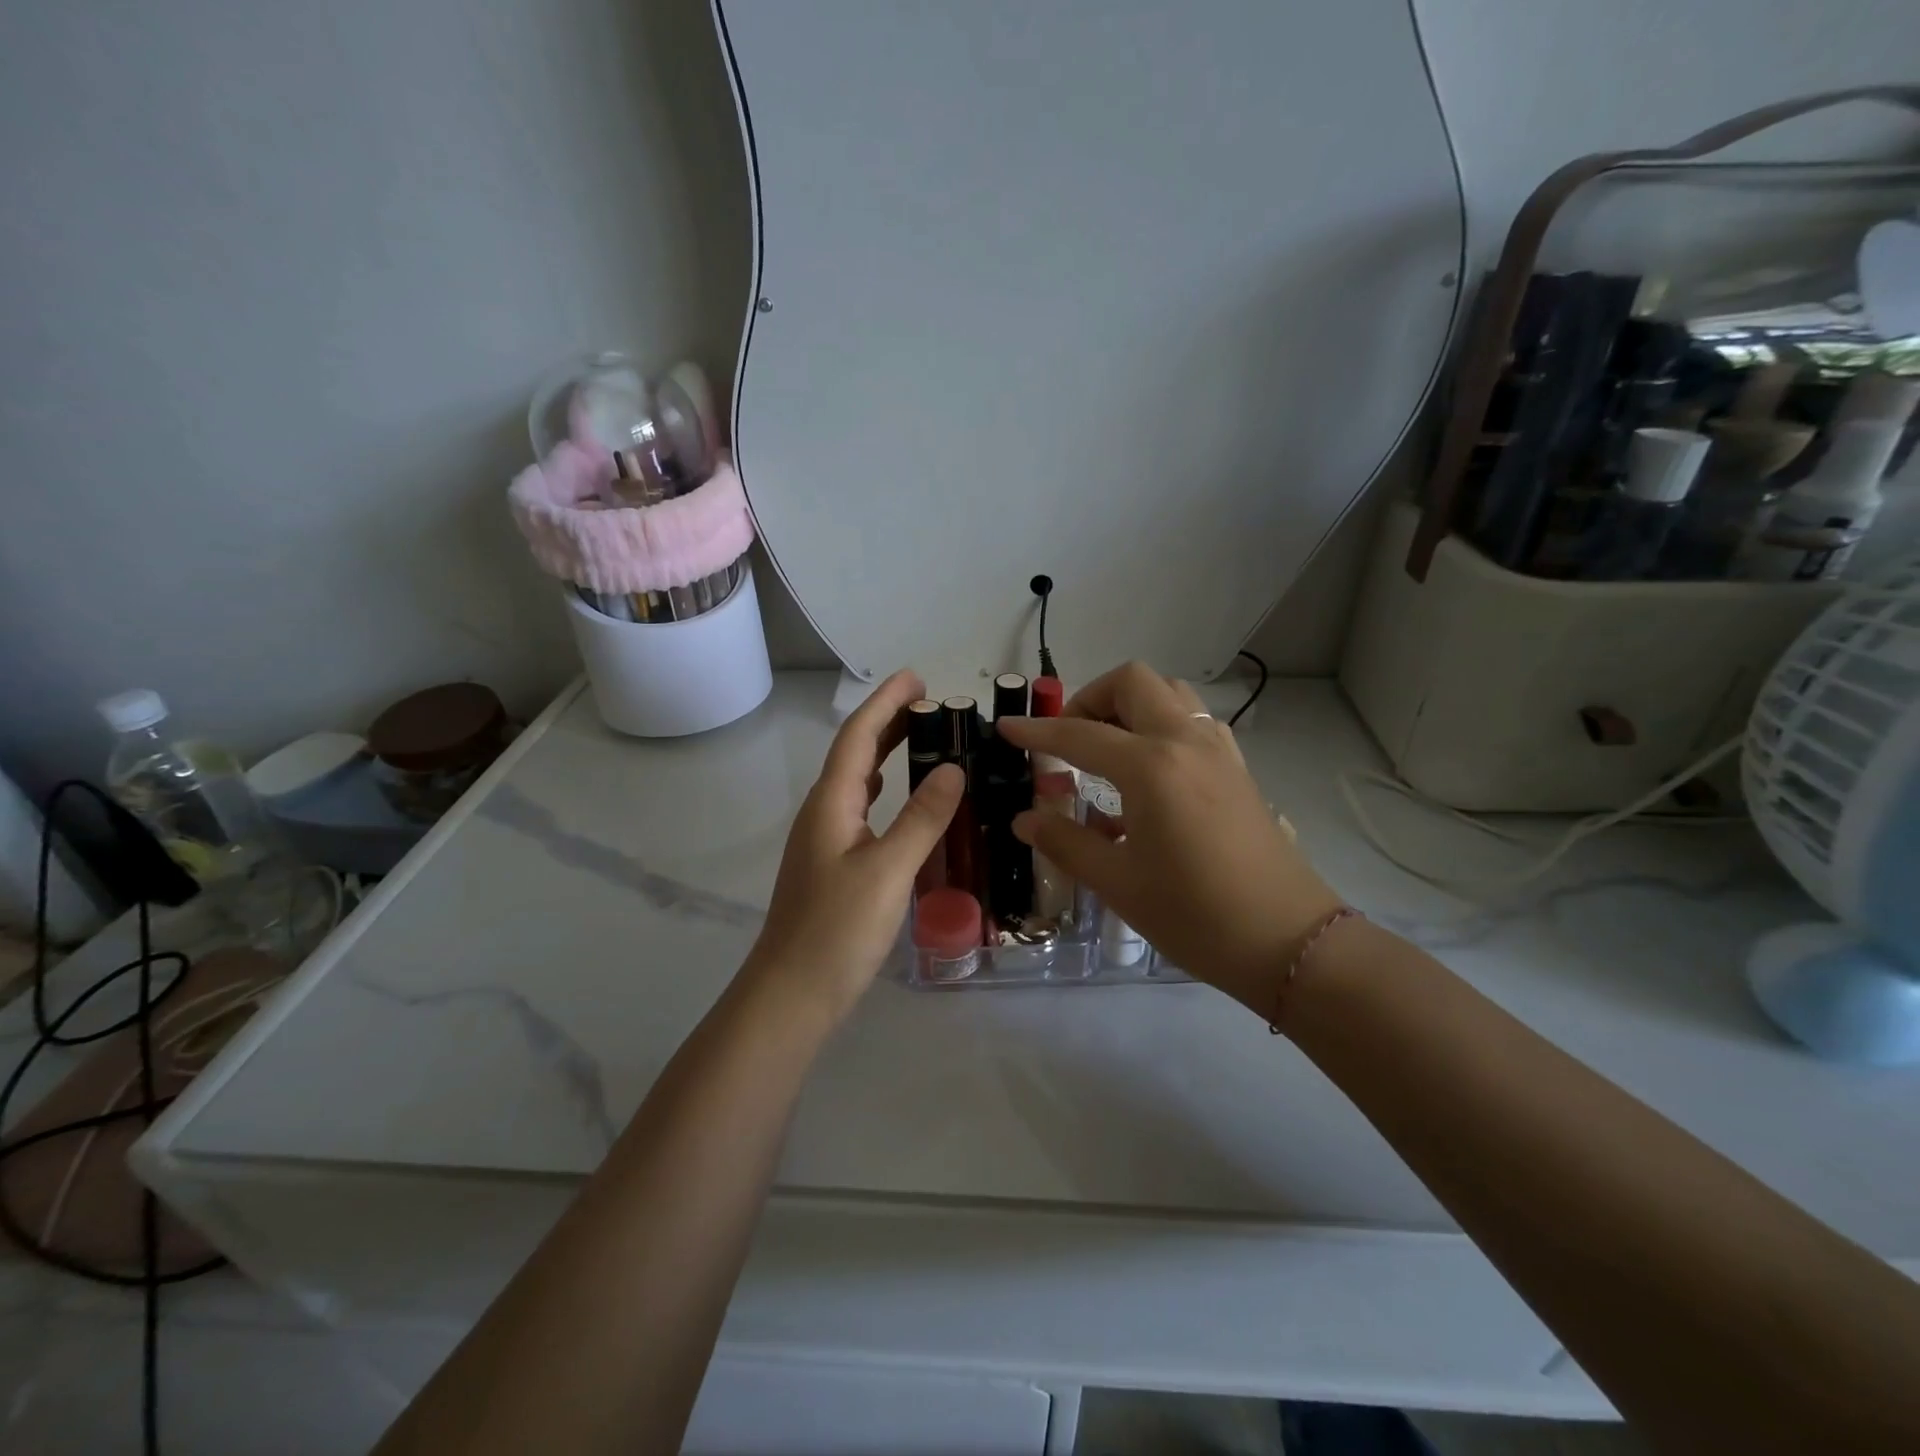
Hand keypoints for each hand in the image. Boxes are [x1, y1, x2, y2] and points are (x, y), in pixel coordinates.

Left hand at [742, 670, 963, 1021]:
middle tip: (930, 702)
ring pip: (857, 781)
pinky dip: (882, 789)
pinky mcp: (832, 865)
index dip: (886, 703)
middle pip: (855, 753)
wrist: (792, 995)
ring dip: (885, 752)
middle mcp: (823, 813)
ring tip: (921, 738)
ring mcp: (824, 840)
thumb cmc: (838, 931)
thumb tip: (953, 769)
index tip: (918, 678)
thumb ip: (922, 819)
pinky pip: (860, 808)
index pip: (859, 737)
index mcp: (832, 804)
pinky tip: (896, 797)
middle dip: (888, 721)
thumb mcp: (888, 871)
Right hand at [997, 662, 1344, 1014]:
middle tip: (1070, 740)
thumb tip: (1026, 819)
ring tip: (1108, 750)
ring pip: (1171, 694)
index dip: (1037, 731)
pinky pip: (1195, 722)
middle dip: (1092, 698)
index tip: (1007, 728)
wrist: (1288, 941)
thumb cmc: (1195, 915)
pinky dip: (1163, 726)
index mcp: (1151, 767)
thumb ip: (1066, 842)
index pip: (1080, 735)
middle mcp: (1186, 742)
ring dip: (1132, 706)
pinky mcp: (1238, 769)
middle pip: (1134, 682)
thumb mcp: (1119, 883)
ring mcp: (1219, 751)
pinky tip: (1150, 773)